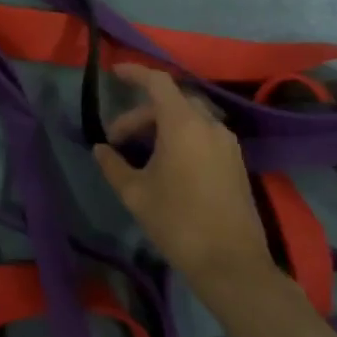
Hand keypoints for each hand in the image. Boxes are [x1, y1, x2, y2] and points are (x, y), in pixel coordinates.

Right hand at [93, 63, 274, 294]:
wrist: (231, 264)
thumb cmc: (178, 222)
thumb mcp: (135, 194)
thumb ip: (114, 165)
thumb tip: (101, 149)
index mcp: (184, 124)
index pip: (158, 82)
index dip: (135, 73)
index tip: (114, 73)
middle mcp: (209, 124)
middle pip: (172, 101)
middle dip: (142, 112)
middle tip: (118, 138)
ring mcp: (227, 143)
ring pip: (190, 117)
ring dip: (163, 124)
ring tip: (141, 150)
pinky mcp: (236, 161)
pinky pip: (204, 133)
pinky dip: (182, 135)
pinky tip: (167, 162)